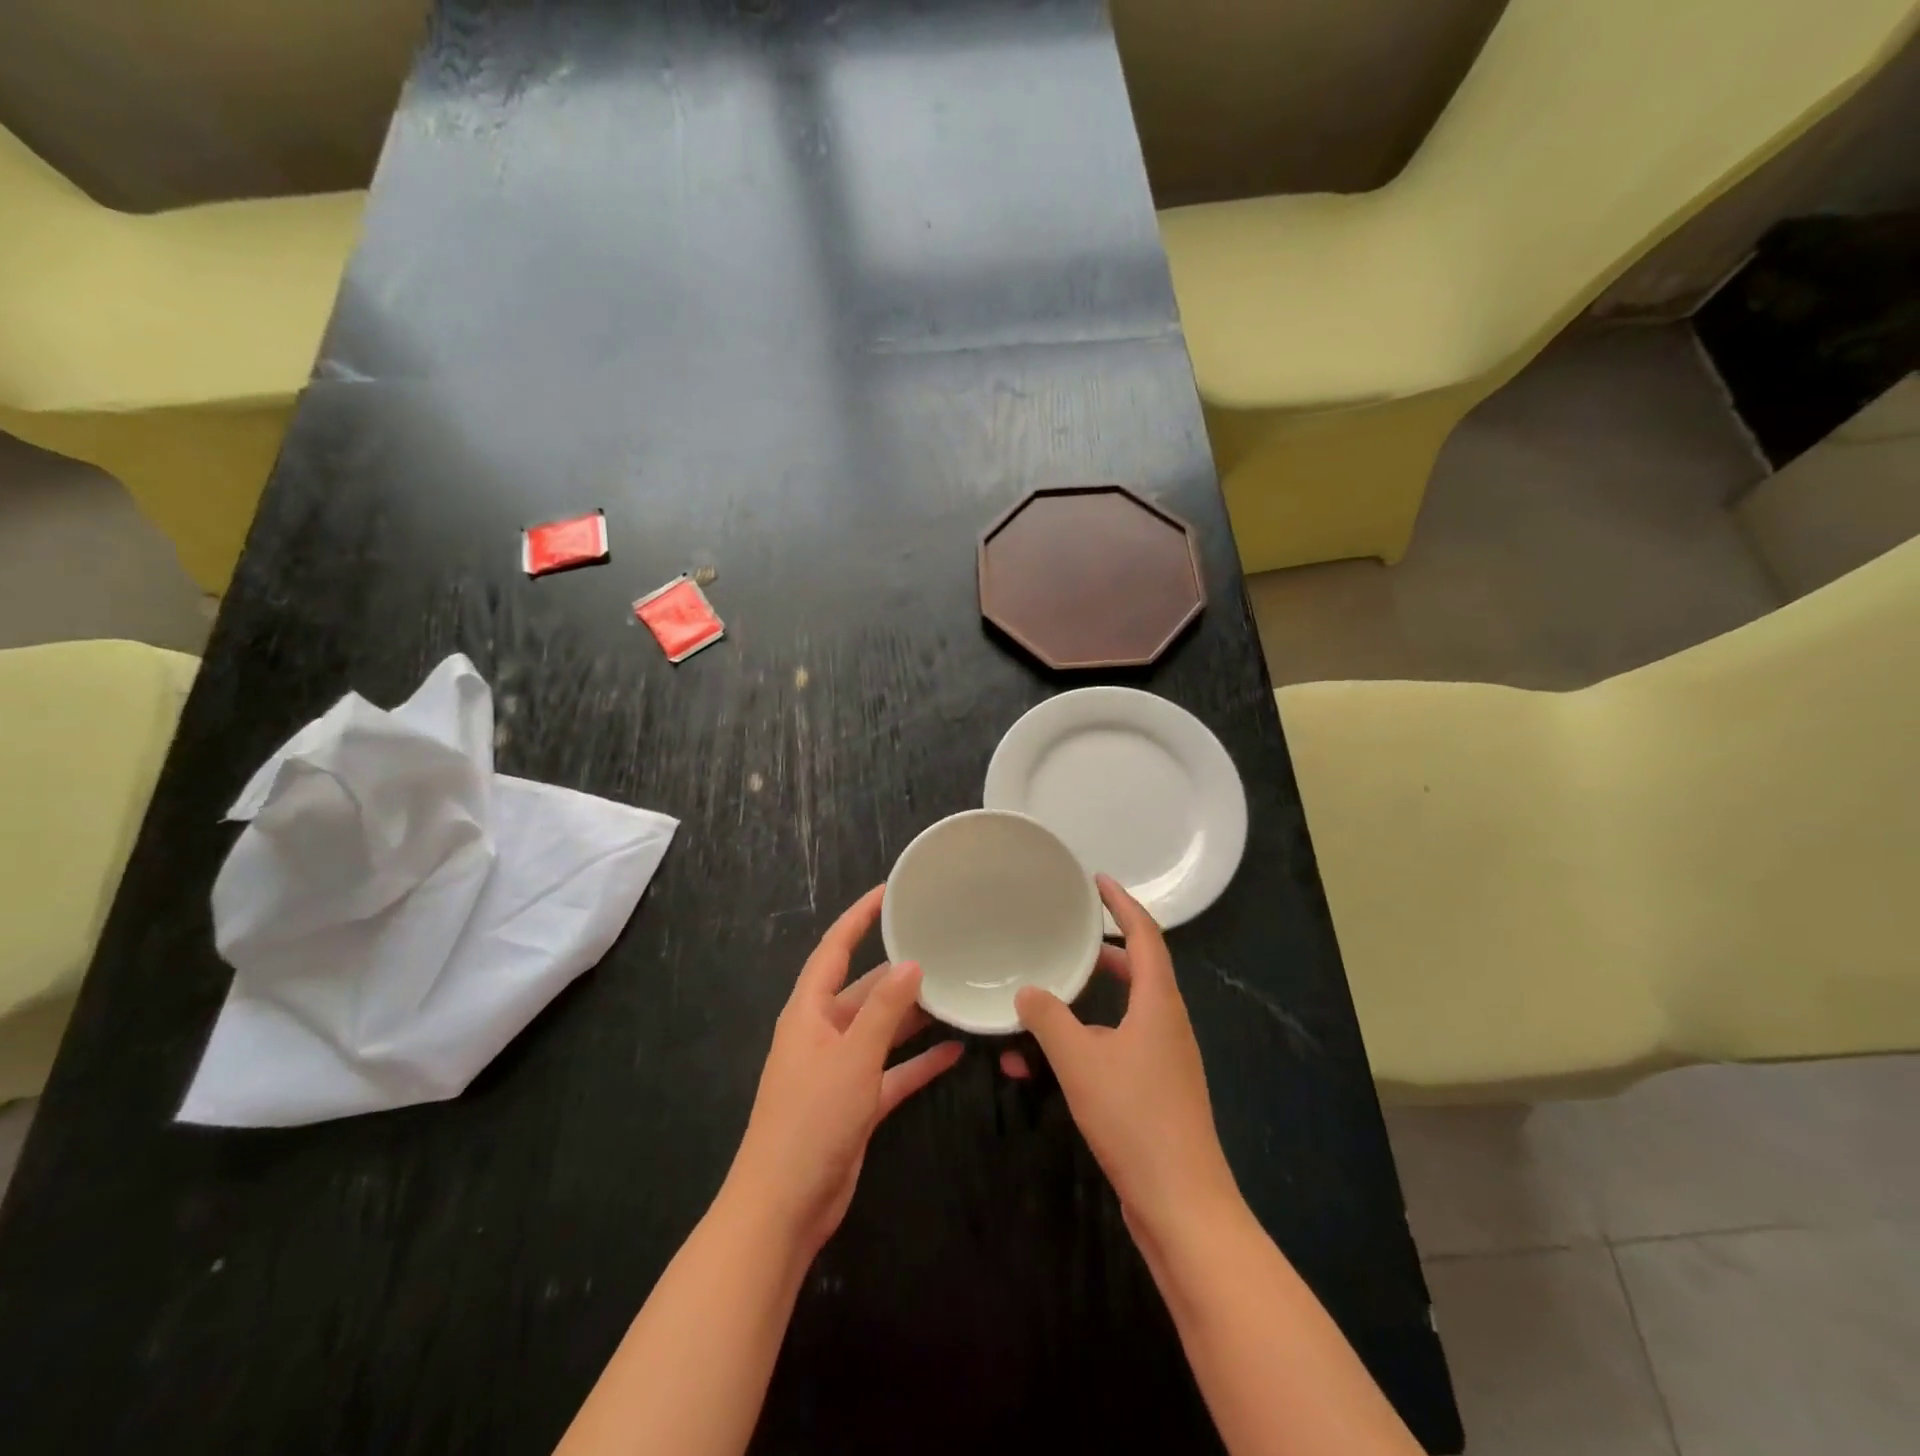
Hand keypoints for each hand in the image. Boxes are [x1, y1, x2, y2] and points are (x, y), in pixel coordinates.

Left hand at [724, 886, 962, 1257]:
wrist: (784, 1209)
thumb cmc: (811, 1120)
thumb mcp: (851, 1058)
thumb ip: (883, 1010)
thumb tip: (911, 963)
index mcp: (809, 1012)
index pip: (834, 949)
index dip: (859, 918)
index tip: (890, 892)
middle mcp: (822, 1033)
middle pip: (864, 989)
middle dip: (899, 971)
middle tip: (942, 948)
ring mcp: (839, 1070)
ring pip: (881, 1030)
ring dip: (913, 1016)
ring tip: (955, 993)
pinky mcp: (855, 1103)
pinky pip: (892, 1071)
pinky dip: (918, 1062)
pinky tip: (954, 1051)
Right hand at [1003, 875, 1238, 1238]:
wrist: (1182, 1206)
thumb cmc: (1135, 1119)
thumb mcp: (1080, 1062)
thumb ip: (1048, 1019)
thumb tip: (1027, 991)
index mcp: (1159, 1003)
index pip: (1145, 935)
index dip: (1123, 903)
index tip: (1098, 880)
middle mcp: (1166, 1023)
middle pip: (1138, 970)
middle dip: (1102, 951)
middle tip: (1066, 938)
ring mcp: (1164, 1059)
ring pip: (1122, 1012)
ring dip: (1085, 1003)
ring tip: (1043, 1000)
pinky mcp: (1155, 1091)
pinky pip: (1116, 1047)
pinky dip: (1084, 1043)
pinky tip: (1043, 1065)